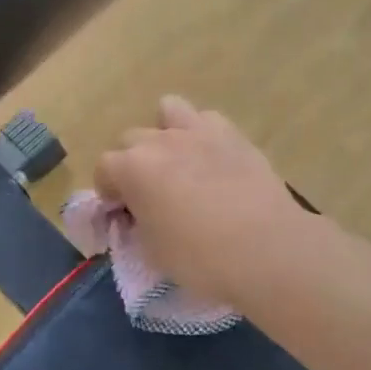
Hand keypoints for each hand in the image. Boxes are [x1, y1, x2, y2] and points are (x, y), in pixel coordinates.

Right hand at [93, 95, 314, 309]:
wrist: (266, 248)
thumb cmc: (201, 259)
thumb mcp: (154, 252)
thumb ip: (139, 224)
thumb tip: (142, 215)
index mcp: (133, 169)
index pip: (104, 168)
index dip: (108, 191)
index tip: (121, 212)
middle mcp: (161, 141)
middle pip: (132, 138)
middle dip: (134, 163)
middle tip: (150, 193)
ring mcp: (200, 132)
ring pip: (169, 110)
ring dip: (166, 133)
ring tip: (179, 162)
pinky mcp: (235, 135)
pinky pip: (208, 120)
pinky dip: (204, 135)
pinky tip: (213, 160)